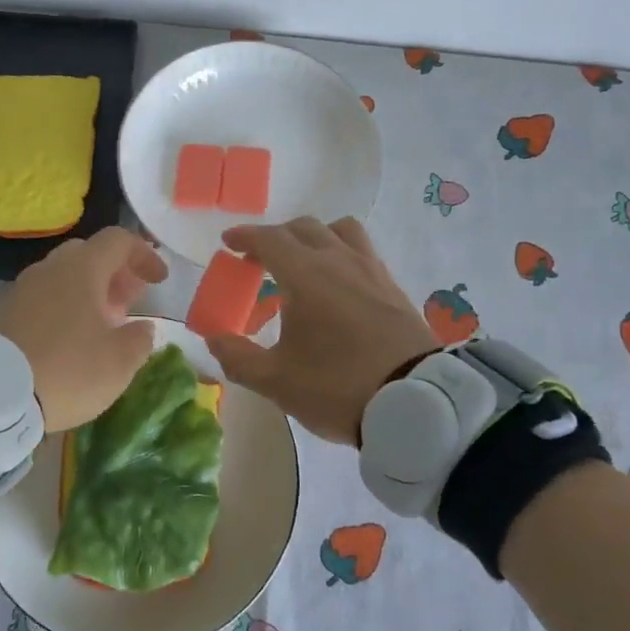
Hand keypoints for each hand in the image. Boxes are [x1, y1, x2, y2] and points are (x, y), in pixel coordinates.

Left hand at [0, 226, 168, 432]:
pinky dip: (66, 307)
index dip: (144, 254)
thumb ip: (140, 339)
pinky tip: (72, 338)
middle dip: (115, 273)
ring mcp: (23, 288)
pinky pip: (44, 297)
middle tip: (131, 301)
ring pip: (64, 276)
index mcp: (82, 268)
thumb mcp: (120, 362)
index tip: (159, 280)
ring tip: (104, 324)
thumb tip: (143, 328)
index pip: (119, 240)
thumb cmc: (69, 370)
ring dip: (90, 292)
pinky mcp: (5, 312)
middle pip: (89, 254)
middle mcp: (50, 268)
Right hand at [204, 217, 441, 443]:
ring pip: (339, 230)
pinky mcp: (393, 286)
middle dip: (275, 237)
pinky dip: (341, 253)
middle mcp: (338, 260)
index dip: (245, 236)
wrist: (414, 402)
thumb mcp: (276, 380)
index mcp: (305, 275)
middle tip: (258, 260)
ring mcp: (371, 270)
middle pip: (303, 228)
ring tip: (303, 262)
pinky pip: (362, 251)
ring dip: (314, 237)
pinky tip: (338, 284)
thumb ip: (238, 358)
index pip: (269, 239)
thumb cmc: (336, 386)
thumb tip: (215, 339)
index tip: (228, 242)